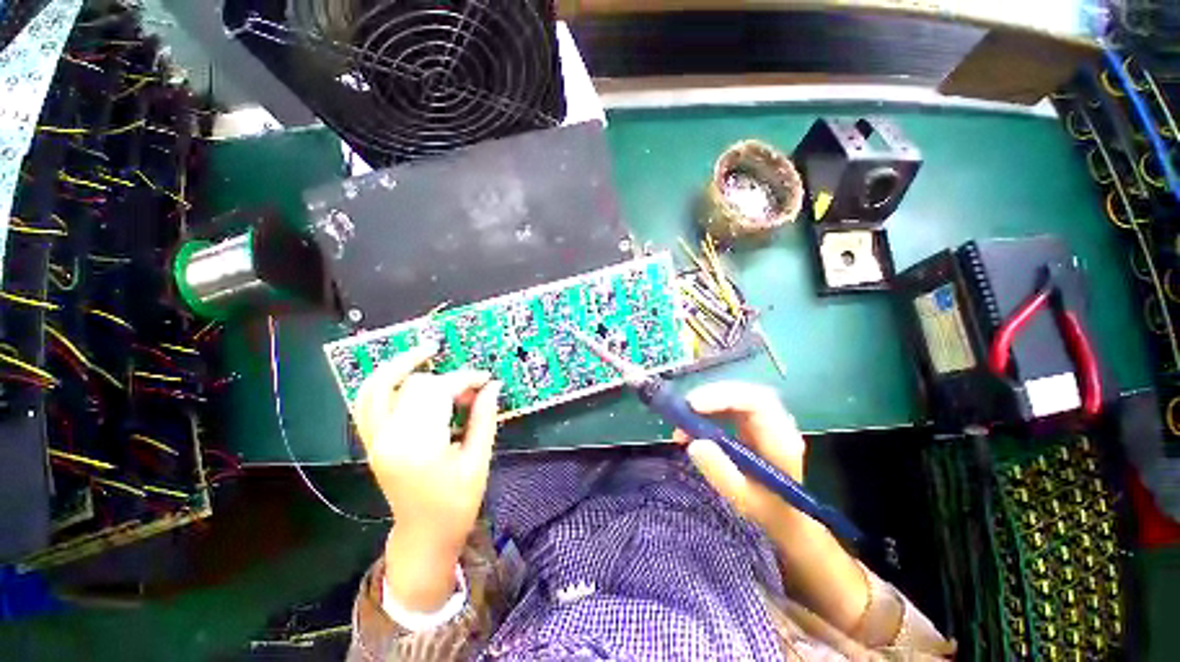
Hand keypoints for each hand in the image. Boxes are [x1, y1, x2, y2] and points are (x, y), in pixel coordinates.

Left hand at [354, 341, 501, 609]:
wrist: (424, 536)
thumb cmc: (457, 504)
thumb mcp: (478, 461)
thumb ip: (484, 418)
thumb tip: (493, 385)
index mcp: (418, 446)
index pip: (438, 392)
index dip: (465, 379)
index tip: (486, 379)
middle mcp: (389, 439)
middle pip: (414, 386)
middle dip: (446, 378)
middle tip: (471, 388)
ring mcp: (375, 440)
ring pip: (377, 386)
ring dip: (401, 365)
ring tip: (426, 351)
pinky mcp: (372, 442)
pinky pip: (367, 402)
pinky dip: (383, 382)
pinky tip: (404, 373)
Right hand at [673, 381, 806, 537]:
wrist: (786, 519)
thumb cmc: (767, 512)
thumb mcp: (742, 499)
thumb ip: (720, 471)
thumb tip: (694, 443)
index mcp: (781, 440)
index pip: (757, 402)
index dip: (724, 396)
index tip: (693, 406)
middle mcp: (777, 423)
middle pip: (744, 393)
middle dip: (710, 397)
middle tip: (682, 411)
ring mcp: (765, 421)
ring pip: (735, 397)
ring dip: (705, 404)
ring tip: (682, 424)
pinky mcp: (752, 423)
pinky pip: (729, 406)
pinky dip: (707, 412)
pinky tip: (691, 428)